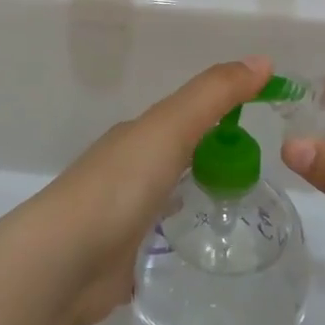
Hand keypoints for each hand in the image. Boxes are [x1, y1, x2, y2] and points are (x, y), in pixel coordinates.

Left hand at [35, 56, 271, 324]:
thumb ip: (214, 95)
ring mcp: (121, 216)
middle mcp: (127, 170)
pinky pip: (159, 239)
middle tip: (259, 171)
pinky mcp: (121, 259)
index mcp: (137, 136)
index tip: (262, 122)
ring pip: (167, 196)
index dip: (223, 113)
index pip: (186, 115)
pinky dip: (180, 237)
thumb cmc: (119, 185)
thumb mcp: (171, 127)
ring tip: (240, 210)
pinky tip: (202, 249)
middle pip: (176, 154)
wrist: (62, 263)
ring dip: (194, 194)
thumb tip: (263, 61)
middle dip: (210, 155)